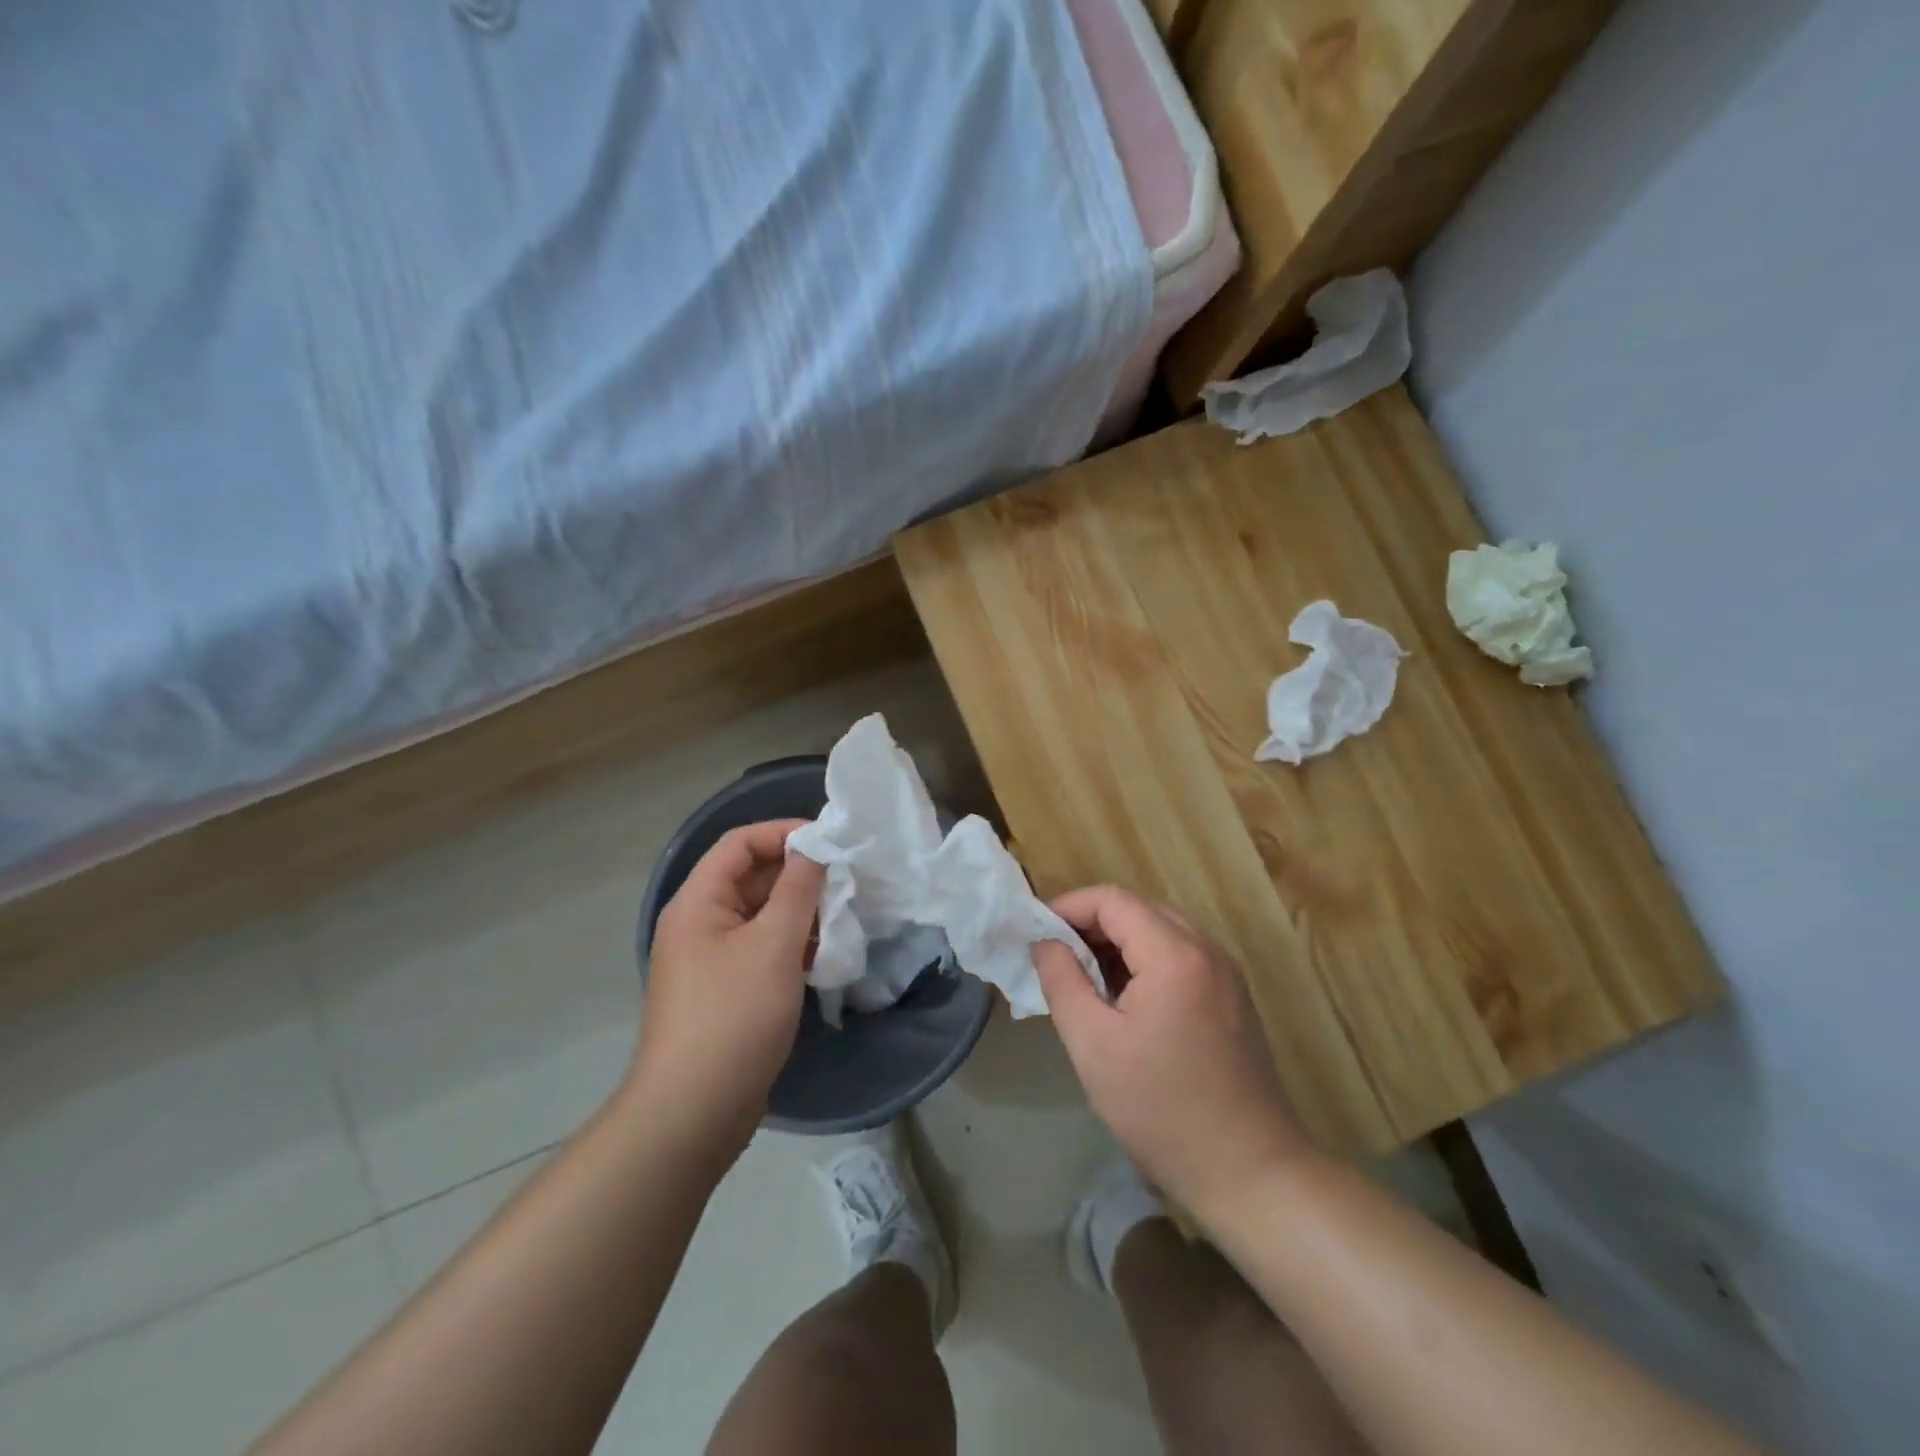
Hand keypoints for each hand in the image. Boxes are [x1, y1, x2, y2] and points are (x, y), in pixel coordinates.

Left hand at [632, 820, 824, 1156]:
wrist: (694, 1112)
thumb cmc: (734, 1016)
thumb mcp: (774, 944)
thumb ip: (798, 889)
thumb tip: (815, 848)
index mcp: (698, 902)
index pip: (740, 843)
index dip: (783, 833)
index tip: (830, 842)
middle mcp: (700, 923)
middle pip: (751, 878)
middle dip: (799, 875)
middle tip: (846, 881)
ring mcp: (712, 960)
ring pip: (761, 916)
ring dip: (801, 912)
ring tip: (843, 917)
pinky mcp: (727, 991)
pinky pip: (762, 949)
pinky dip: (793, 944)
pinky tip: (826, 955)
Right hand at [1033, 885, 1306, 1217]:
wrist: (1249, 1171)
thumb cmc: (1161, 1108)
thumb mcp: (1093, 1045)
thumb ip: (1062, 980)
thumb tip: (1044, 942)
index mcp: (1175, 954)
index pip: (1113, 900)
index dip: (1069, 907)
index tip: (1037, 935)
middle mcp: (1206, 950)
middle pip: (1138, 910)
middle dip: (1091, 925)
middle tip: (1056, 959)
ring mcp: (1225, 973)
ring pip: (1159, 932)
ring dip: (1117, 945)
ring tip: (1084, 982)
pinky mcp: (1232, 998)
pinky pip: (1180, 957)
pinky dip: (1145, 962)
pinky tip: (1125, 1002)